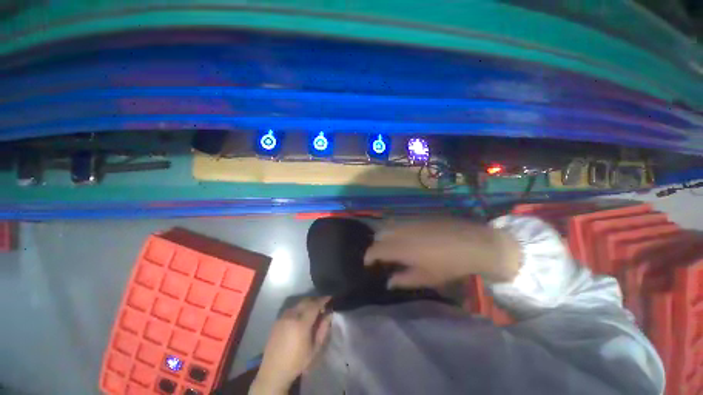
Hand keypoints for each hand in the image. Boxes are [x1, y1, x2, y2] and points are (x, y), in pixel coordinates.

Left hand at [250, 297, 332, 394]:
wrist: (274, 372)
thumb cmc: (297, 362)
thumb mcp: (315, 348)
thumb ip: (323, 329)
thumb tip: (329, 314)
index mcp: (301, 323)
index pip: (315, 305)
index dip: (323, 300)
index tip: (330, 298)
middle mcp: (291, 316)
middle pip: (306, 301)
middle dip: (315, 300)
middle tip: (322, 305)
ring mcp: (283, 317)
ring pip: (298, 304)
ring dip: (307, 303)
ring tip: (313, 310)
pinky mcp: (277, 320)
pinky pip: (291, 309)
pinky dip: (299, 308)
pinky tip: (301, 316)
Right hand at [364, 219, 520, 287]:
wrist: (471, 242)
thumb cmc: (448, 264)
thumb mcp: (426, 277)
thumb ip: (404, 280)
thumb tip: (389, 282)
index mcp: (400, 248)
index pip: (375, 250)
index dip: (368, 256)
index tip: (368, 264)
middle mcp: (400, 233)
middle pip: (380, 237)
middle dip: (377, 247)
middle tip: (382, 258)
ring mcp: (409, 223)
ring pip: (390, 229)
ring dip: (387, 238)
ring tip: (394, 249)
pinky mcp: (418, 219)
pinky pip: (401, 225)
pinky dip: (398, 233)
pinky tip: (408, 239)